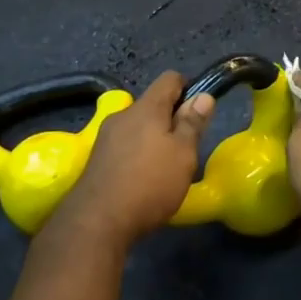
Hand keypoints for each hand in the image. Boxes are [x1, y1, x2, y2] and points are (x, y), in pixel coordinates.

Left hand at [50, 71, 214, 247]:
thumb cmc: (150, 183)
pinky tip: (143, 180)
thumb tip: (203, 95)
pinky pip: (124, 146)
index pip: (169, 79)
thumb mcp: (183, 154)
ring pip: (137, 127)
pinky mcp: (97, 159)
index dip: (188, 88)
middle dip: (171, 119)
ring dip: (153, 139)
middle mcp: (123, 115)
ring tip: (165, 168)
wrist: (98, 221)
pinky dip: (137, 155)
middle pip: (152, 105)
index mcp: (146, 108)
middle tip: (186, 148)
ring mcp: (105, 136)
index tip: (198, 112)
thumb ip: (193, 123)